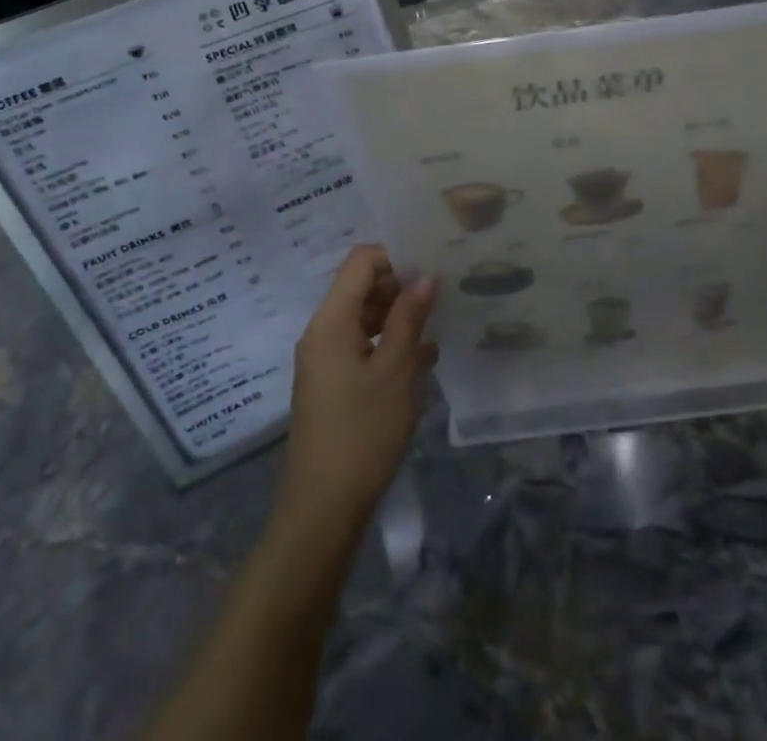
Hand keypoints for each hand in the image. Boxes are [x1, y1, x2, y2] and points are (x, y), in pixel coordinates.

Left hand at [278, 246, 436, 538]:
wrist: (323, 510)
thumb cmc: (363, 433)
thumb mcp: (396, 371)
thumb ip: (410, 317)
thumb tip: (426, 274)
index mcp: (331, 322)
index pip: (360, 261)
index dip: (395, 256)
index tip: (432, 267)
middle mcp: (322, 333)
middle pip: (361, 287)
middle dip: (401, 286)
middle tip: (443, 295)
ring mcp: (325, 360)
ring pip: (365, 317)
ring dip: (399, 317)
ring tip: (439, 325)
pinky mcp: (333, 384)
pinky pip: (363, 346)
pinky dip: (390, 344)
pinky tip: (424, 359)